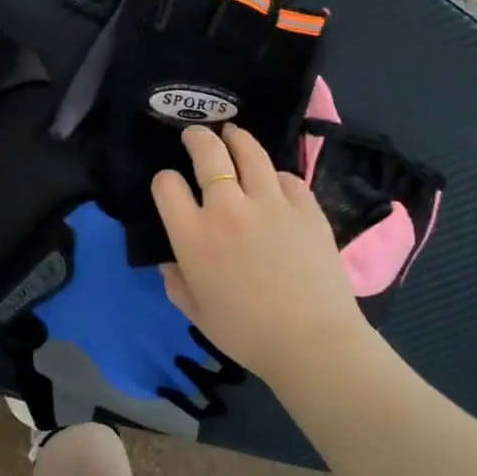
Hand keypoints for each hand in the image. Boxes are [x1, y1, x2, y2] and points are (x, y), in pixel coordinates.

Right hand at [152, 124, 374, 383]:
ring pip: (250, 152)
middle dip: (197, 138)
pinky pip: (286, 177)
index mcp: (193, 236)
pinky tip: (273, 181)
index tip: (170, 187)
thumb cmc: (246, 333)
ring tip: (233, 134)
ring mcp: (270, 203)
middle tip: (195, 134)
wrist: (312, 341)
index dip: (164, 181)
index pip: (167, 185)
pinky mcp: (305, 207)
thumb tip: (172, 262)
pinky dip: (275, 176)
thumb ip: (176, 283)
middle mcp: (227, 208)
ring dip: (237, 138)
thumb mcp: (196, 313)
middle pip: (208, 154)